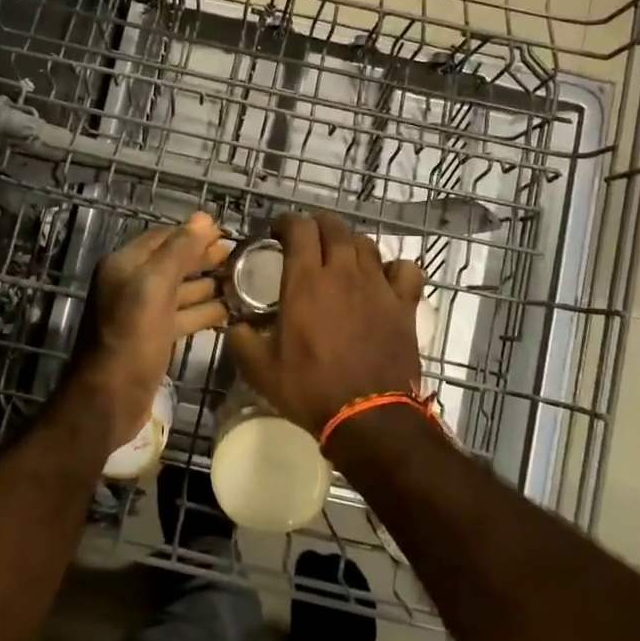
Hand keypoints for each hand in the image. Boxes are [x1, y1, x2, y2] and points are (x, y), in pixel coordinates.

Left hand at [72, 211, 229, 449]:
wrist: (109, 399)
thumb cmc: (131, 338)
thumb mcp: (154, 288)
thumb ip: (179, 251)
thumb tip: (204, 218)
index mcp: (125, 265)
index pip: (164, 238)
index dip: (194, 233)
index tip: (227, 234)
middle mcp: (130, 284)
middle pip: (172, 263)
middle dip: (204, 258)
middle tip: (240, 258)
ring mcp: (142, 314)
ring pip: (180, 291)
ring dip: (208, 285)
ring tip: (243, 283)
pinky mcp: (153, 339)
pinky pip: (182, 317)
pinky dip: (204, 312)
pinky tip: (229, 311)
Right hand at [228, 213, 425, 437]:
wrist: (368, 417)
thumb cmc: (311, 389)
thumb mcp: (261, 370)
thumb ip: (241, 340)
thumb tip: (234, 326)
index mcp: (306, 281)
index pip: (299, 228)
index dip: (287, 223)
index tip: (278, 234)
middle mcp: (344, 273)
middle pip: (334, 227)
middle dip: (318, 226)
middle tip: (307, 241)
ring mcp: (378, 286)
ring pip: (366, 244)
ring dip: (350, 244)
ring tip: (341, 258)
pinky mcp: (404, 304)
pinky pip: (405, 269)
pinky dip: (394, 268)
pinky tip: (384, 279)